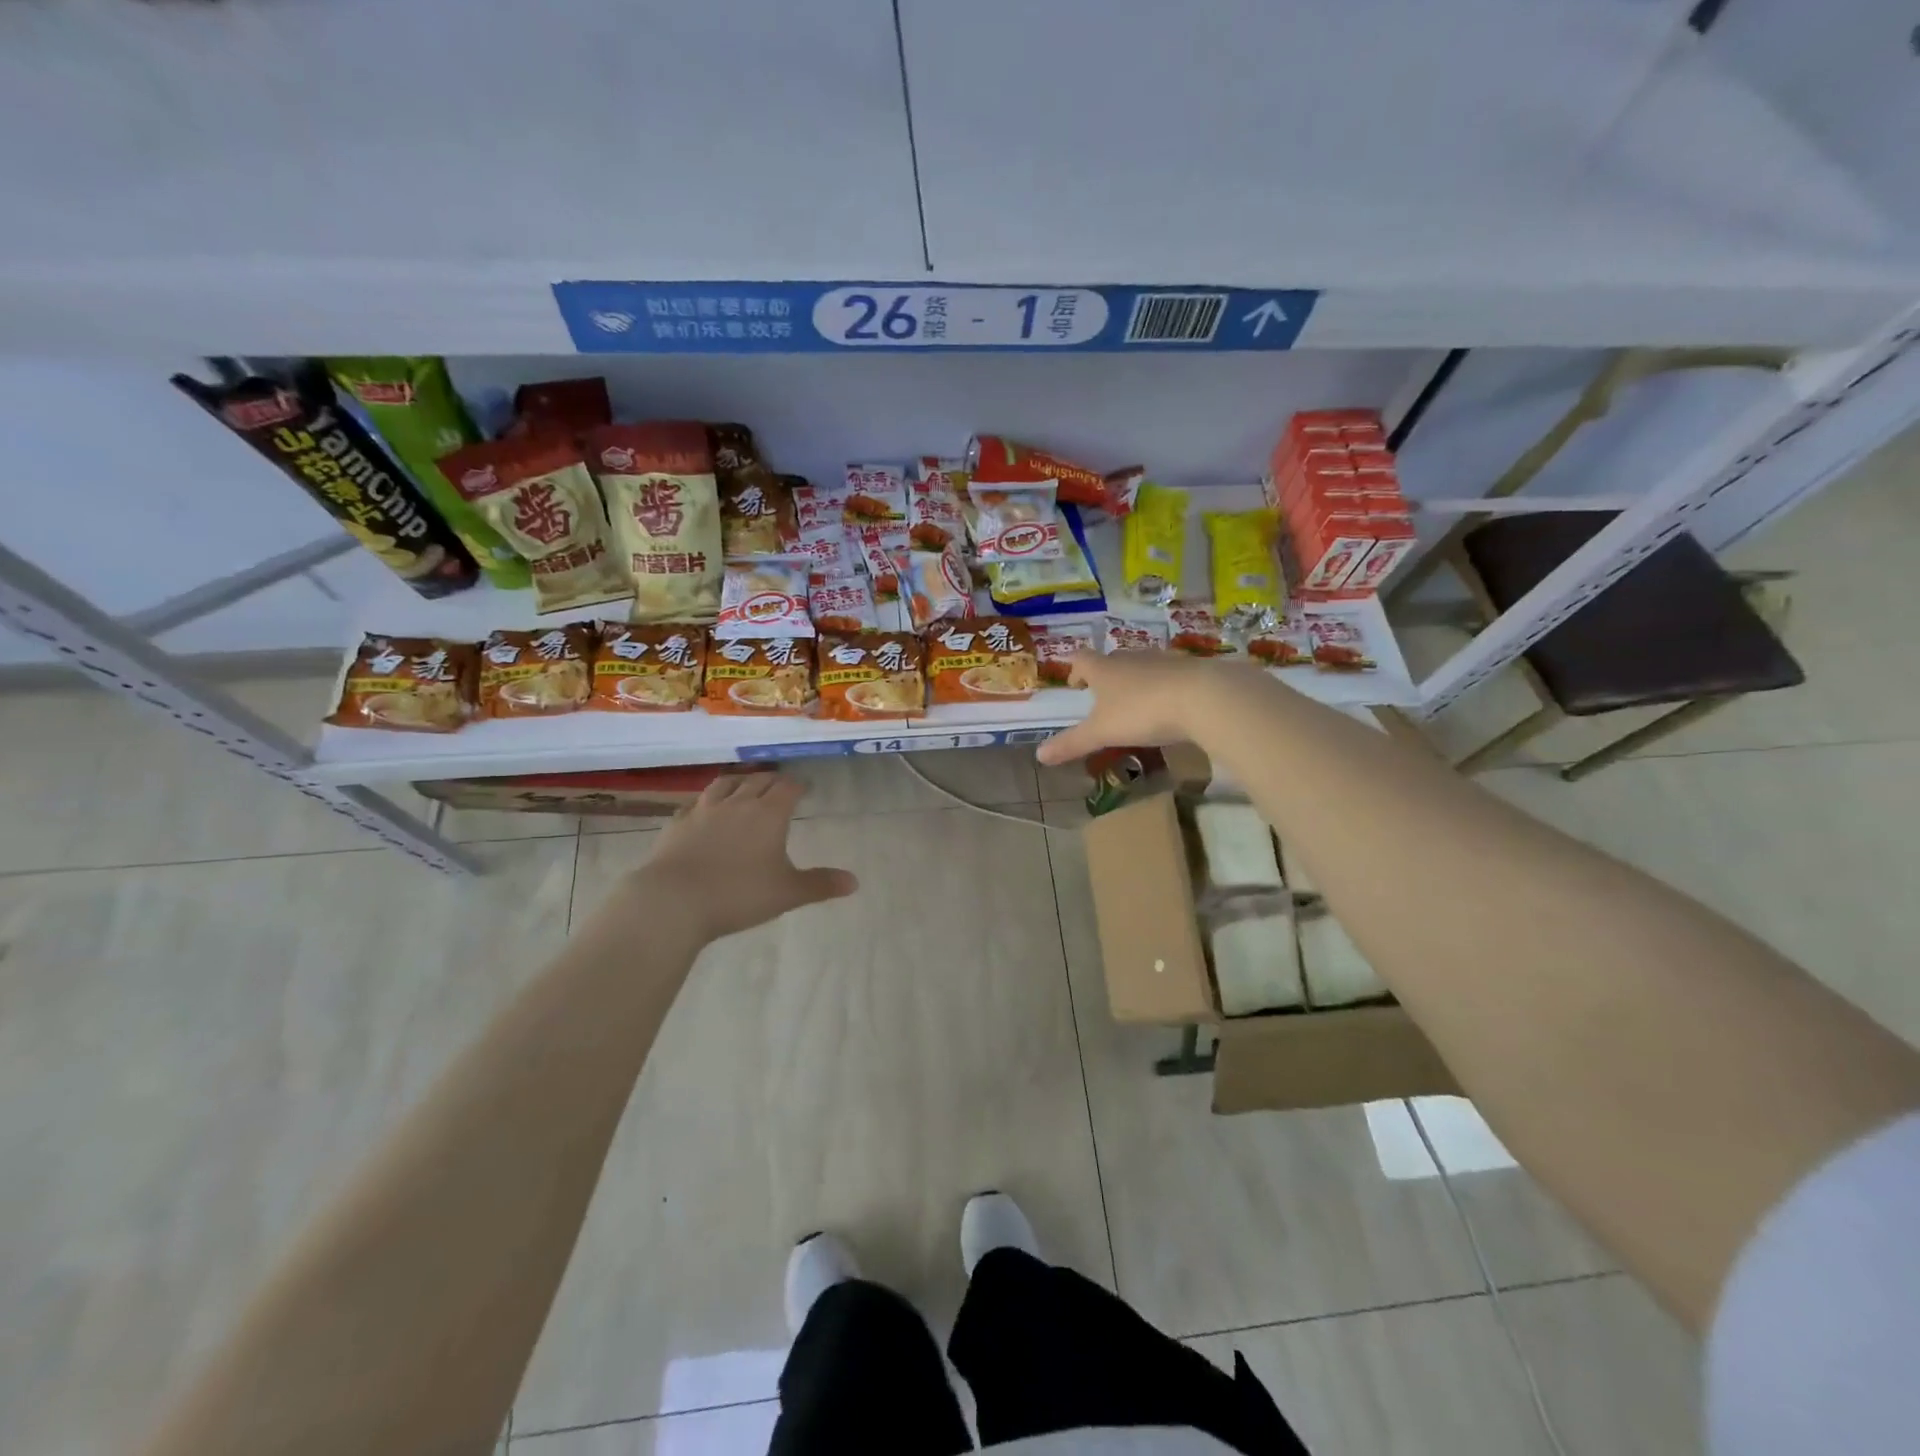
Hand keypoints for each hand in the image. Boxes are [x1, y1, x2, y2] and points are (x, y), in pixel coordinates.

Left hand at [624, 775, 857, 943]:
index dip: (798, 785)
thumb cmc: (738, 894)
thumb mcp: (787, 893)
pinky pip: (695, 803)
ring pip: (725, 784)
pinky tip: (704, 810)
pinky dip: (706, 802)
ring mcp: (704, 810)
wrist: (673, 900)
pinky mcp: (677, 823)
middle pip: (758, 780)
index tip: (804, 787)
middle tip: (779, 785)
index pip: (788, 787)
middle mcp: (738, 803)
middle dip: (772, 780)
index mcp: (769, 814)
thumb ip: (820, 885)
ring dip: (739, 781)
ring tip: (744, 784)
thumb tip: (854, 882)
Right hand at [1035, 650, 1248, 765]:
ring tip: (1133, 701)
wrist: (1204, 697)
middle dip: (1104, 675)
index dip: (1073, 668)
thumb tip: (1039, 755)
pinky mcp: (1190, 670)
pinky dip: (1163, 687)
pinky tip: (1169, 705)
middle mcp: (1131, 659)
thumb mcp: (1102, 732)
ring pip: (1142, 666)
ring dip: (1134, 680)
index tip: (1073, 682)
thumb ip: (1072, 743)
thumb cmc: (1142, 712)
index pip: (1081, 659)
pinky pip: (1170, 676)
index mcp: (1105, 669)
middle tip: (1100, 694)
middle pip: (1112, 660)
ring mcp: (1163, 661)